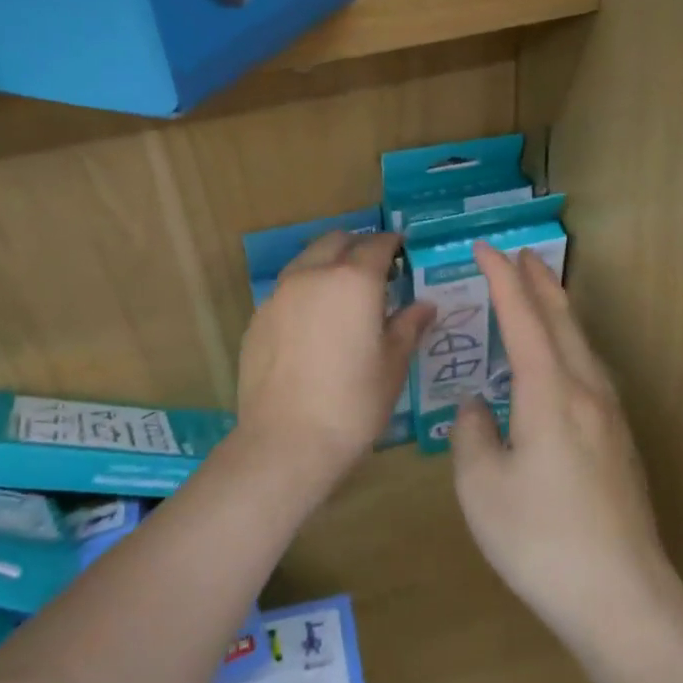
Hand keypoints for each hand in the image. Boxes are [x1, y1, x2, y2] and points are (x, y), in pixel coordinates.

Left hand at [235, 231, 433, 490]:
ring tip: (342, 293)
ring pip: (306, 261)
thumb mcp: (392, 366)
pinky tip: (313, 322)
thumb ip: (408, 326)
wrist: (285, 441)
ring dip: (327, 264)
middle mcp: (312, 275)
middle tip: (374, 269)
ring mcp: (279, 295)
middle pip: (336, 242)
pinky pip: (286, 290)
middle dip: (357, 246)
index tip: (402, 250)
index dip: (392, 244)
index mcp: (353, 281)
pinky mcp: (258, 317)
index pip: (377, 245)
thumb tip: (424, 305)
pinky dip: (304, 291)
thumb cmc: (352, 404)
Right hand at [452, 242, 677, 645]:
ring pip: (582, 345)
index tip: (484, 248)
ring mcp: (610, 418)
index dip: (501, 280)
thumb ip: (471, 433)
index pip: (523, 318)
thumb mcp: (480, 486)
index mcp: (549, 394)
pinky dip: (570, 344)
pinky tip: (563, 361)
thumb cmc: (540, 539)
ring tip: (542, 292)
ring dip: (559, 311)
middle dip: (539, 283)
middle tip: (520, 254)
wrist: (621, 598)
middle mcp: (586, 393)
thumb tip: (478, 407)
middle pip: (563, 321)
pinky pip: (590, 371)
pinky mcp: (619, 443)